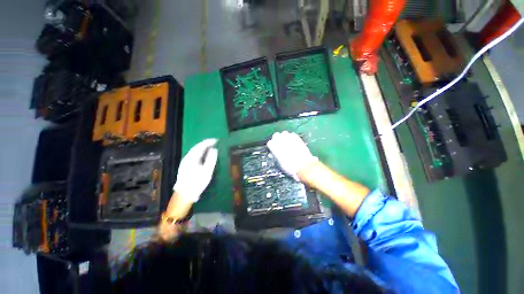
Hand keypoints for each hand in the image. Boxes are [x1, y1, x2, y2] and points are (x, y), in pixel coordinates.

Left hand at [173, 138, 217, 202]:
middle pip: (196, 147)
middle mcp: (187, 158)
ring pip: (194, 151)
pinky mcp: (185, 166)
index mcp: (192, 158)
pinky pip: (194, 155)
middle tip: (214, 142)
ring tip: (211, 146)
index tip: (216, 140)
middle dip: (205, 143)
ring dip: (203, 147)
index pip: (201, 146)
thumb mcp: (207, 171)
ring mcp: (185, 162)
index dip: (208, 142)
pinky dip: (200, 152)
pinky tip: (204, 154)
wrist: (184, 195)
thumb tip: (214, 149)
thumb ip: (211, 159)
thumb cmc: (197, 183)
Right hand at [267, 131, 317, 180]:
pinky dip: (291, 137)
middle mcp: (282, 142)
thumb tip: (272, 154)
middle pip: (275, 135)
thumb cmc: (291, 168)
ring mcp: (290, 139)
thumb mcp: (280, 164)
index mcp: (276, 149)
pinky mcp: (297, 138)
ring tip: (286, 141)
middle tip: (278, 144)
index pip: (270, 143)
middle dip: (276, 138)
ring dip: (283, 136)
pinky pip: (292, 134)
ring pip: (284, 133)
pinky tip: (292, 141)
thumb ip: (275, 157)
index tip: (272, 148)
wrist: (304, 166)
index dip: (271, 146)